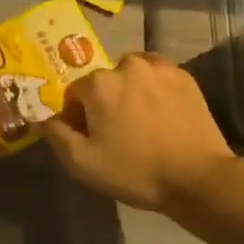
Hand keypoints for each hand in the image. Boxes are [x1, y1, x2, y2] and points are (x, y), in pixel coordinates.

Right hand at [43, 52, 234, 213]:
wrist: (197, 178)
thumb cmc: (136, 171)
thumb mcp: (84, 164)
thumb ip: (57, 136)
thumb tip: (45, 118)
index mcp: (99, 84)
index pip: (74, 93)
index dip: (77, 117)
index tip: (90, 139)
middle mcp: (127, 65)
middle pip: (103, 82)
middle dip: (104, 102)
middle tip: (117, 133)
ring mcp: (159, 68)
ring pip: (131, 73)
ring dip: (129, 90)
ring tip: (141, 120)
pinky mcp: (184, 76)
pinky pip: (157, 74)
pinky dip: (153, 87)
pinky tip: (161, 112)